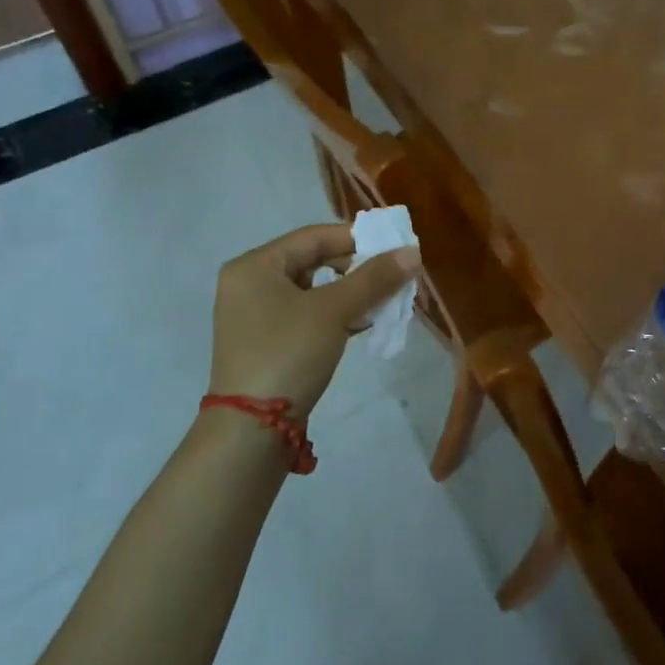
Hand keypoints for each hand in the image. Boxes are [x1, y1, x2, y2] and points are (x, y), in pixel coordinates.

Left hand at [207, 223, 421, 419]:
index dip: (357, 237)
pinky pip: (308, 315)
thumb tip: (413, 253)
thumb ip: (374, 278)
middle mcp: (250, 284)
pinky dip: (337, 315)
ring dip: (351, 293)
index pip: (314, 236)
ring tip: (387, 299)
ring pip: (314, 291)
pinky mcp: (268, 343)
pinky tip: (366, 322)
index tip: (395, 243)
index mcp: (255, 266)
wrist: (253, 428)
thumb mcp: (334, 311)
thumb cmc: (288, 353)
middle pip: (313, 261)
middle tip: (394, 274)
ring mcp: (257, 316)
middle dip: (357, 268)